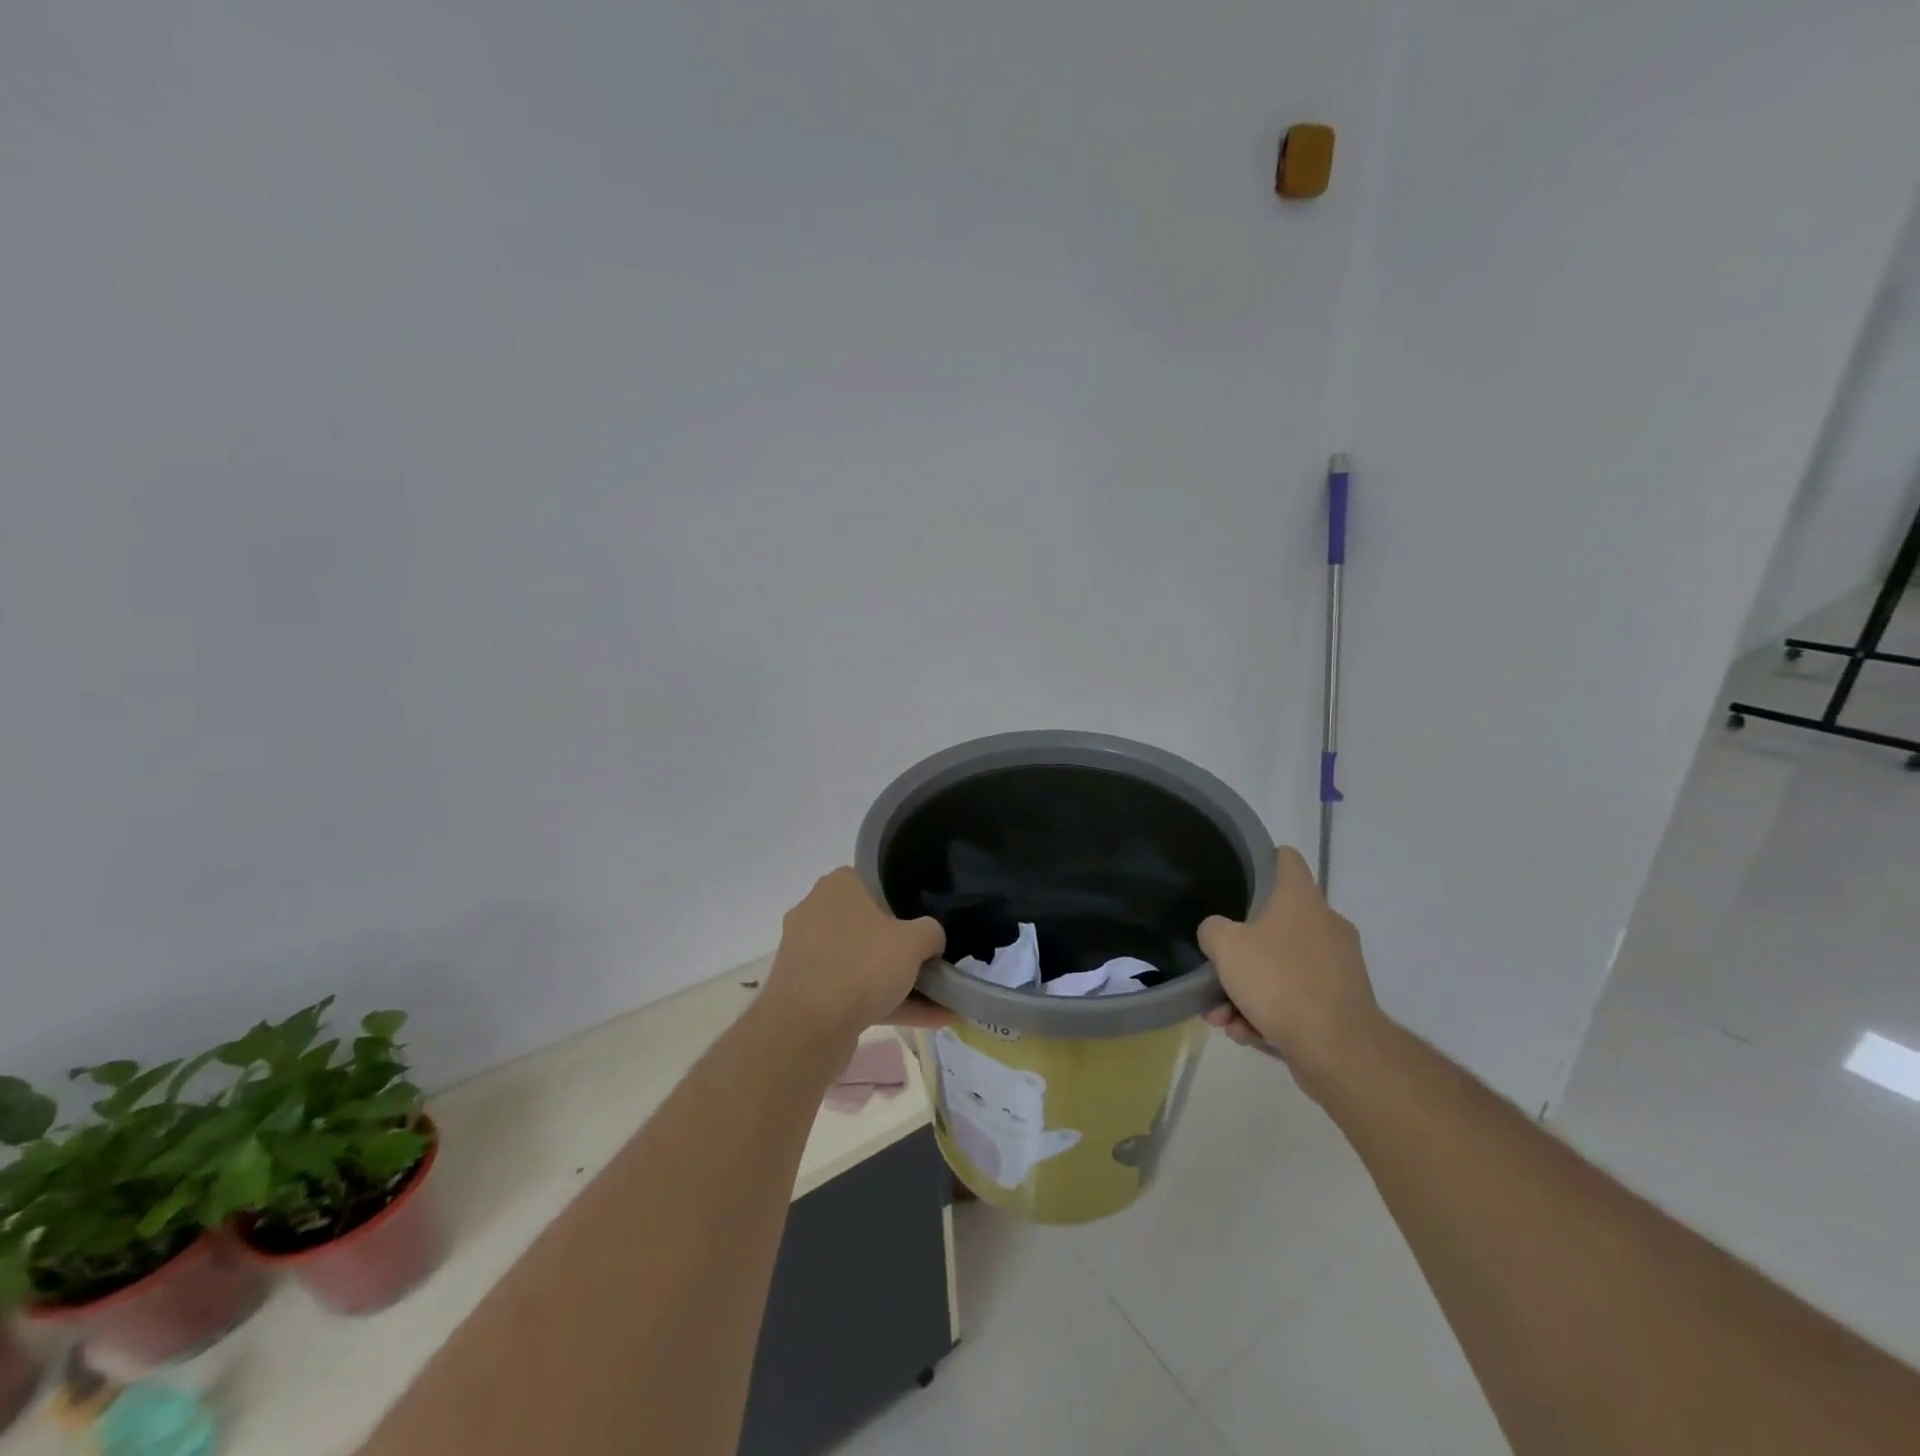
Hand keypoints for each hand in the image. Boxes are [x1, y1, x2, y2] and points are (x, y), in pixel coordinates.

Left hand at [765, 868, 945, 1042]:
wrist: (807, 1027)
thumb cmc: (861, 964)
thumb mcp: (914, 941)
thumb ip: (931, 932)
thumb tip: (932, 939)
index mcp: (837, 887)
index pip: (873, 883)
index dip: (902, 903)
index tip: (924, 925)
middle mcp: (816, 914)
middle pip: (869, 927)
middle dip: (902, 949)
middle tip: (933, 962)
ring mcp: (809, 956)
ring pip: (863, 964)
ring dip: (900, 983)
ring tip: (942, 1002)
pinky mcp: (807, 993)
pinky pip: (854, 992)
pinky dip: (887, 1004)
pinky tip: (929, 1022)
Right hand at [1199, 846, 1382, 1096]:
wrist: (1337, 1049)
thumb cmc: (1279, 980)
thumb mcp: (1225, 946)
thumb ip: (1213, 930)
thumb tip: (1217, 932)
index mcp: (1302, 900)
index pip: (1286, 860)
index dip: (1263, 861)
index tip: (1240, 875)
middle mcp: (1326, 925)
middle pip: (1275, 924)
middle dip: (1240, 952)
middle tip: (1216, 971)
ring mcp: (1338, 966)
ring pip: (1281, 968)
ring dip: (1248, 990)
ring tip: (1223, 1018)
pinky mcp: (1342, 1003)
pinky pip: (1296, 998)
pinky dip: (1270, 1012)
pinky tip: (1246, 1033)